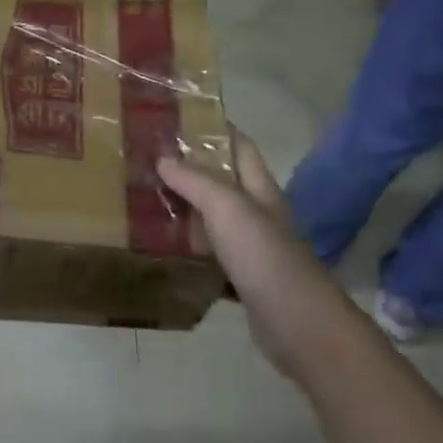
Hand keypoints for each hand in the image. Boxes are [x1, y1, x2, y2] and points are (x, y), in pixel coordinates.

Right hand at [157, 132, 349, 383]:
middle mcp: (257, 213)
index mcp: (259, 189)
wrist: (297, 323)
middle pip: (223, 181)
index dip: (216, 129)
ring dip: (186, 208)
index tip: (179, 118)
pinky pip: (210, 255)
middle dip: (191, 168)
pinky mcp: (242, 279)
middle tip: (149, 159)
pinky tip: (163, 248)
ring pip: (214, 219)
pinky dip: (189, 249)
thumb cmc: (263, 255)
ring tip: (146, 197)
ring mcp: (251, 248)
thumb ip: (195, 181)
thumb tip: (163, 157)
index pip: (240, 146)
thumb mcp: (227, 208)